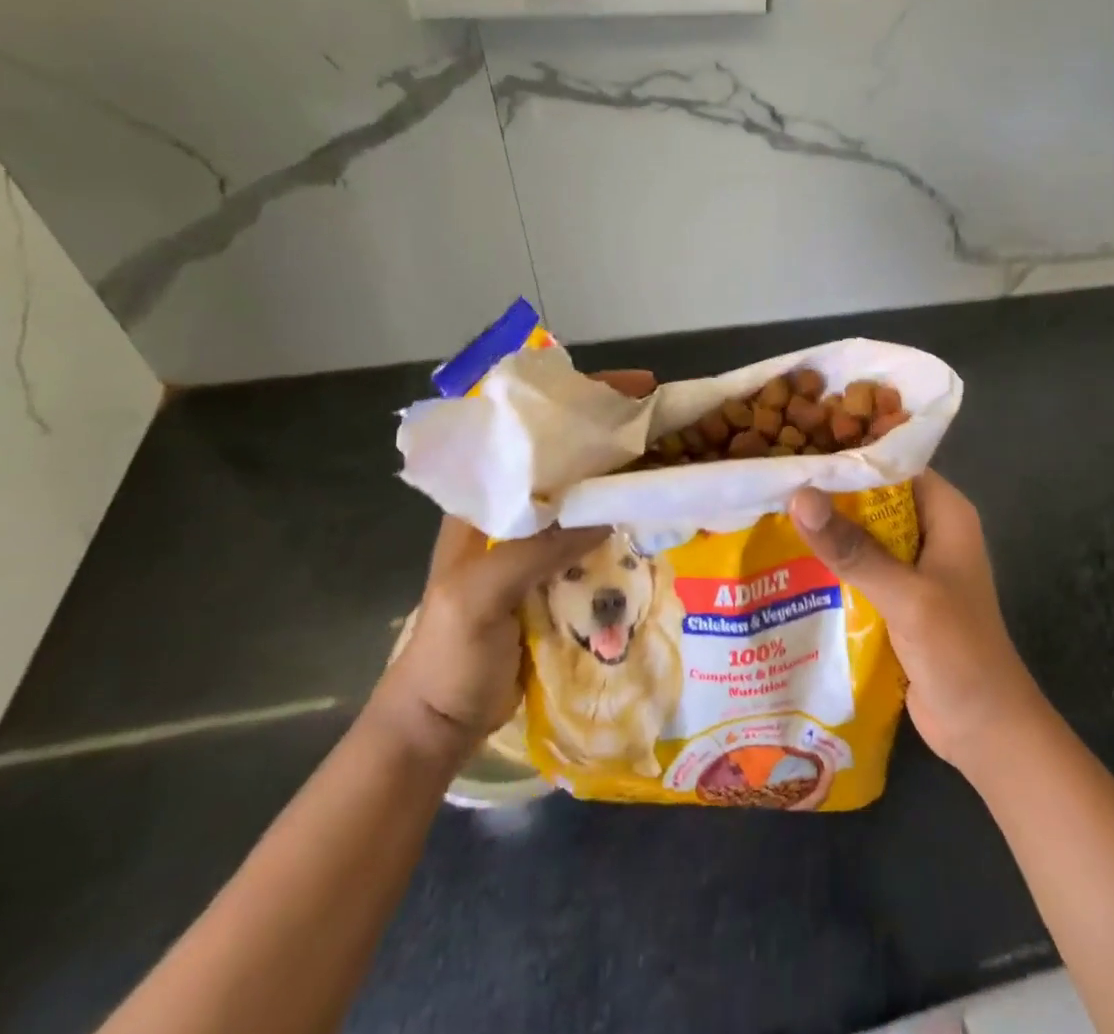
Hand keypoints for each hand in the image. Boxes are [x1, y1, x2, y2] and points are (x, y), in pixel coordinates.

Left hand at [377, 368, 654, 760]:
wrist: (438, 724)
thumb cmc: (446, 654)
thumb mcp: (477, 596)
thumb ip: (534, 551)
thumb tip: (608, 515)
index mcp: (486, 500)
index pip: (535, 432)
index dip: (582, 402)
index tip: (636, 389)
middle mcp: (516, 510)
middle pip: (572, 457)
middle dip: (616, 434)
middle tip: (669, 423)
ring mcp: (540, 543)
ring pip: (591, 495)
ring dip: (627, 477)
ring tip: (675, 460)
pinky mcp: (561, 574)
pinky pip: (600, 535)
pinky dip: (628, 522)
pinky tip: (659, 517)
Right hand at [788, 470, 1043, 774]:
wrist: (984, 730)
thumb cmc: (958, 651)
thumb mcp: (905, 595)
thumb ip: (853, 548)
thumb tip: (799, 495)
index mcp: (945, 512)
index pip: (892, 464)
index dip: (848, 456)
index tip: (796, 450)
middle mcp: (929, 529)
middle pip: (872, 498)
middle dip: (827, 495)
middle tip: (770, 483)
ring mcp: (913, 566)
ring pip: (861, 535)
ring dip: (825, 533)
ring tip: (765, 515)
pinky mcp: (897, 598)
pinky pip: (859, 570)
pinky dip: (830, 567)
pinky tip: (785, 564)